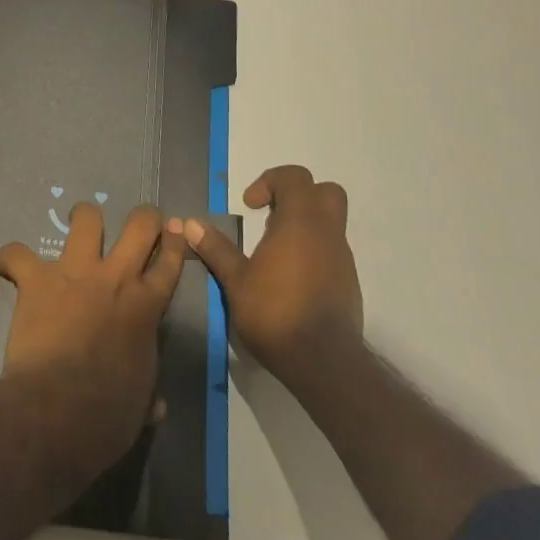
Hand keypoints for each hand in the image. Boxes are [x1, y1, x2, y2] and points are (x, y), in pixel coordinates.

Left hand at [0, 204, 185, 486]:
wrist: (59, 410)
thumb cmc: (107, 415)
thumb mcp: (140, 405)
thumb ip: (148, 393)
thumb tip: (155, 406)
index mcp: (146, 307)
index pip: (169, 263)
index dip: (175, 244)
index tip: (175, 232)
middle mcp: (115, 278)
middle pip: (139, 225)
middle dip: (144, 217)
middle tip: (139, 222)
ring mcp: (75, 273)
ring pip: (86, 218)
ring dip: (82, 218)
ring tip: (77, 225)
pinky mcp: (37, 279)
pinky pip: (17, 254)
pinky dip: (10, 258)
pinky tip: (6, 266)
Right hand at [186, 165, 363, 393]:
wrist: (324, 362)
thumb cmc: (275, 312)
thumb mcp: (236, 280)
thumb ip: (216, 248)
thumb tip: (191, 223)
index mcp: (300, 222)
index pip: (295, 177)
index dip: (270, 181)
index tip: (249, 205)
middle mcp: (327, 233)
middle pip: (325, 191)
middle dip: (298, 195)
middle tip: (270, 215)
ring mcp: (342, 258)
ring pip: (331, 223)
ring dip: (304, 225)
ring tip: (273, 251)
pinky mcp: (348, 283)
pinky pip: (332, 251)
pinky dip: (313, 251)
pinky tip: (289, 278)